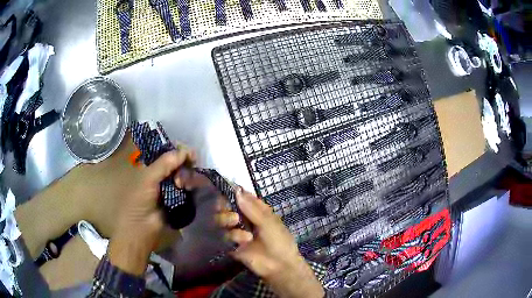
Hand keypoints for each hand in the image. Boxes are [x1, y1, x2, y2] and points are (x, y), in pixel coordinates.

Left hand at [108, 149, 194, 275]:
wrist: (141, 230)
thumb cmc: (138, 202)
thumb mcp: (148, 179)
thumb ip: (165, 163)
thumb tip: (186, 151)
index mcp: (152, 169)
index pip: (168, 154)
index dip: (178, 152)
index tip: (189, 155)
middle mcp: (162, 177)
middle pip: (179, 165)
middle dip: (184, 166)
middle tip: (184, 176)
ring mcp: (172, 190)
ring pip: (186, 177)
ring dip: (189, 177)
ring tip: (185, 185)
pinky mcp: (180, 202)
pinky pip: (189, 190)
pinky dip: (193, 188)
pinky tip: (193, 189)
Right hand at [215, 188, 323, 297]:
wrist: (279, 265)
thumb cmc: (279, 241)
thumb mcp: (268, 222)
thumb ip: (251, 207)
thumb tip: (236, 189)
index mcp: (257, 211)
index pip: (241, 197)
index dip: (233, 193)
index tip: (225, 190)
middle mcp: (245, 219)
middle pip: (227, 207)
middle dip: (225, 207)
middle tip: (229, 210)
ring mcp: (237, 232)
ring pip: (222, 220)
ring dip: (226, 219)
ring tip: (235, 222)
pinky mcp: (232, 244)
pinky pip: (223, 236)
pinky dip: (231, 236)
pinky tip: (242, 240)